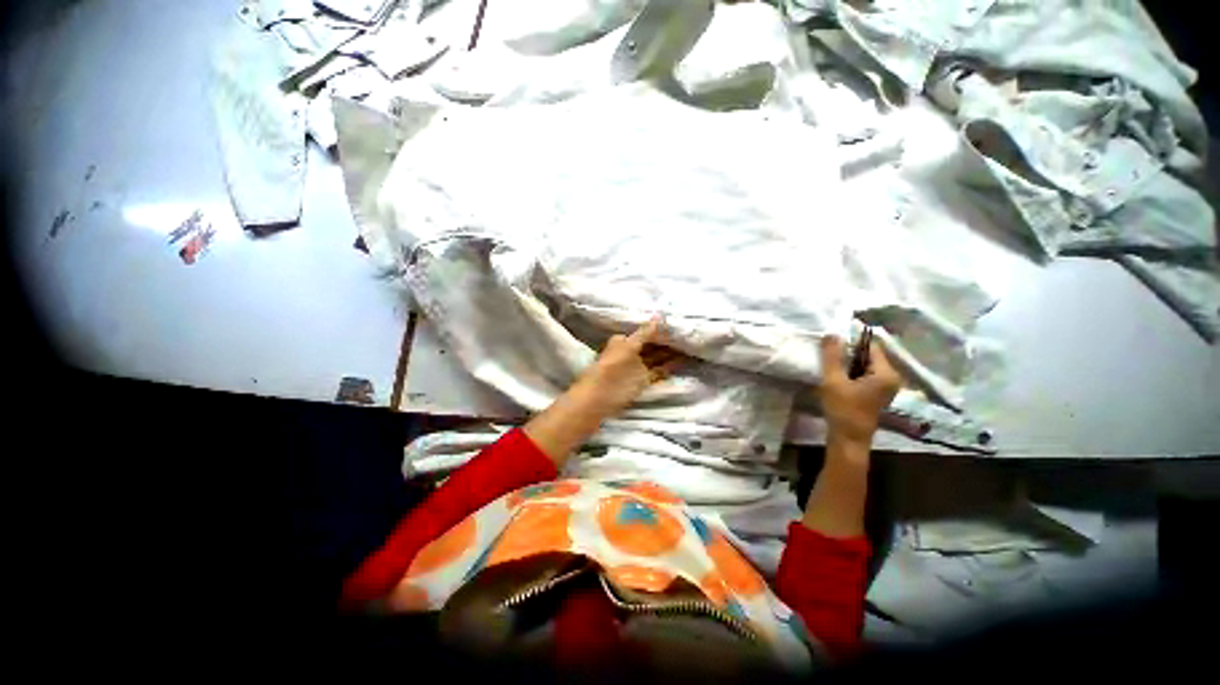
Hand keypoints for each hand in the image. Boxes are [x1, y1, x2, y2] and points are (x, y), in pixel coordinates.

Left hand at [573, 316, 682, 418]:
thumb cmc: (611, 369)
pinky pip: (659, 371)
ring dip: (671, 354)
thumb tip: (660, 316)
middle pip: (652, 344)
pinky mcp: (642, 381)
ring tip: (692, 347)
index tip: (678, 324)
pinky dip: (669, 367)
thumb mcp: (627, 347)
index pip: (645, 332)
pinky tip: (683, 362)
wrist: (599, 399)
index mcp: (624, 341)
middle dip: (668, 341)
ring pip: (657, 358)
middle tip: (689, 335)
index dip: (660, 328)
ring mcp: (637, 368)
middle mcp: (631, 352)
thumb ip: (644, 333)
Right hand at [817, 334, 901, 446]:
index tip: (832, 341)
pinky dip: (851, 372)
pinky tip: (837, 376)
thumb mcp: (833, 380)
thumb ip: (832, 356)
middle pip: (869, 355)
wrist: (848, 439)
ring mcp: (886, 386)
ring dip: (848, 362)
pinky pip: (865, 374)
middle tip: (828, 352)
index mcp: (886, 373)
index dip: (851, 341)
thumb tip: (832, 333)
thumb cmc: (843, 409)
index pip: (871, 346)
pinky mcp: (877, 393)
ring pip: (865, 364)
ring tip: (830, 363)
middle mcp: (892, 377)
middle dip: (849, 352)